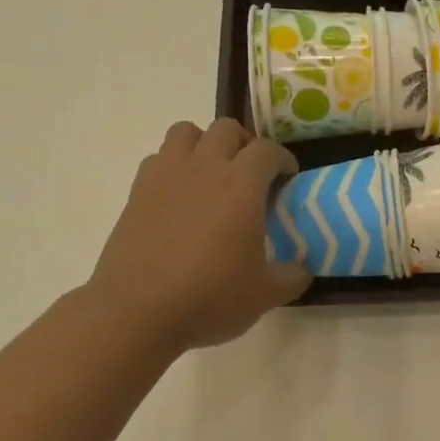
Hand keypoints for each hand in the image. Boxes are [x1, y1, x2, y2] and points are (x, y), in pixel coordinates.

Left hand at [89, 119, 311, 354]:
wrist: (137, 311)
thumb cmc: (209, 297)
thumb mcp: (265, 294)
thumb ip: (292, 276)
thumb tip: (302, 270)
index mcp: (241, 184)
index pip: (268, 150)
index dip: (283, 160)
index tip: (287, 179)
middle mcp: (204, 167)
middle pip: (227, 129)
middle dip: (244, 144)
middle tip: (251, 175)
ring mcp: (166, 176)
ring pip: (186, 131)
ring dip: (204, 144)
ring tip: (212, 174)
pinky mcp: (136, 192)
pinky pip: (158, 158)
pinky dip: (173, 165)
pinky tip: (179, 196)